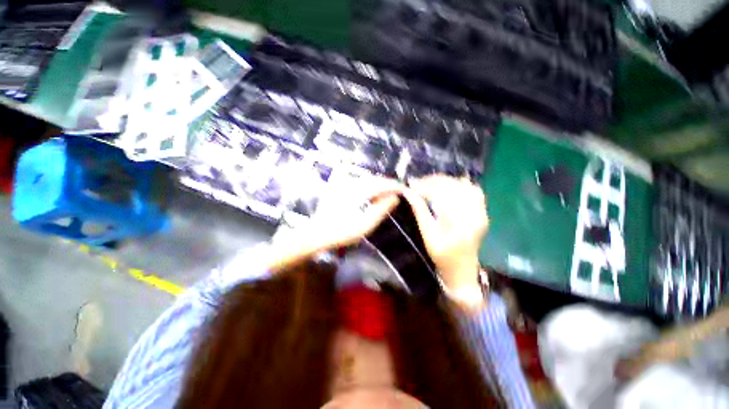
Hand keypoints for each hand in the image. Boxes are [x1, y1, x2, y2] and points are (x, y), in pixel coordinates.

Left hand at [270, 175, 403, 268]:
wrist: (316, 233)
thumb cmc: (341, 232)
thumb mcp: (365, 225)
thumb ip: (381, 210)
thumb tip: (395, 198)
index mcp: (358, 191)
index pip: (382, 183)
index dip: (395, 186)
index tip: (405, 190)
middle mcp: (351, 182)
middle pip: (374, 179)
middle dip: (387, 185)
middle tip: (397, 193)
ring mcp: (343, 184)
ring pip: (366, 180)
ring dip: (378, 185)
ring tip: (386, 194)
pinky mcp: (338, 187)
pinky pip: (358, 183)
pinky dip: (368, 187)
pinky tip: (370, 194)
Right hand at [401, 175, 487, 293]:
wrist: (463, 270)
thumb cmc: (443, 257)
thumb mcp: (428, 236)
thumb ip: (420, 212)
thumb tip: (409, 193)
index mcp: (460, 225)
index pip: (442, 196)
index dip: (425, 188)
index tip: (411, 184)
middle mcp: (475, 215)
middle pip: (455, 188)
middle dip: (434, 182)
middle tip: (418, 181)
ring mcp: (482, 213)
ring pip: (466, 186)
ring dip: (447, 181)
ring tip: (430, 182)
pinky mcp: (483, 212)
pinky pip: (474, 191)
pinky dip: (460, 184)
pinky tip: (447, 185)